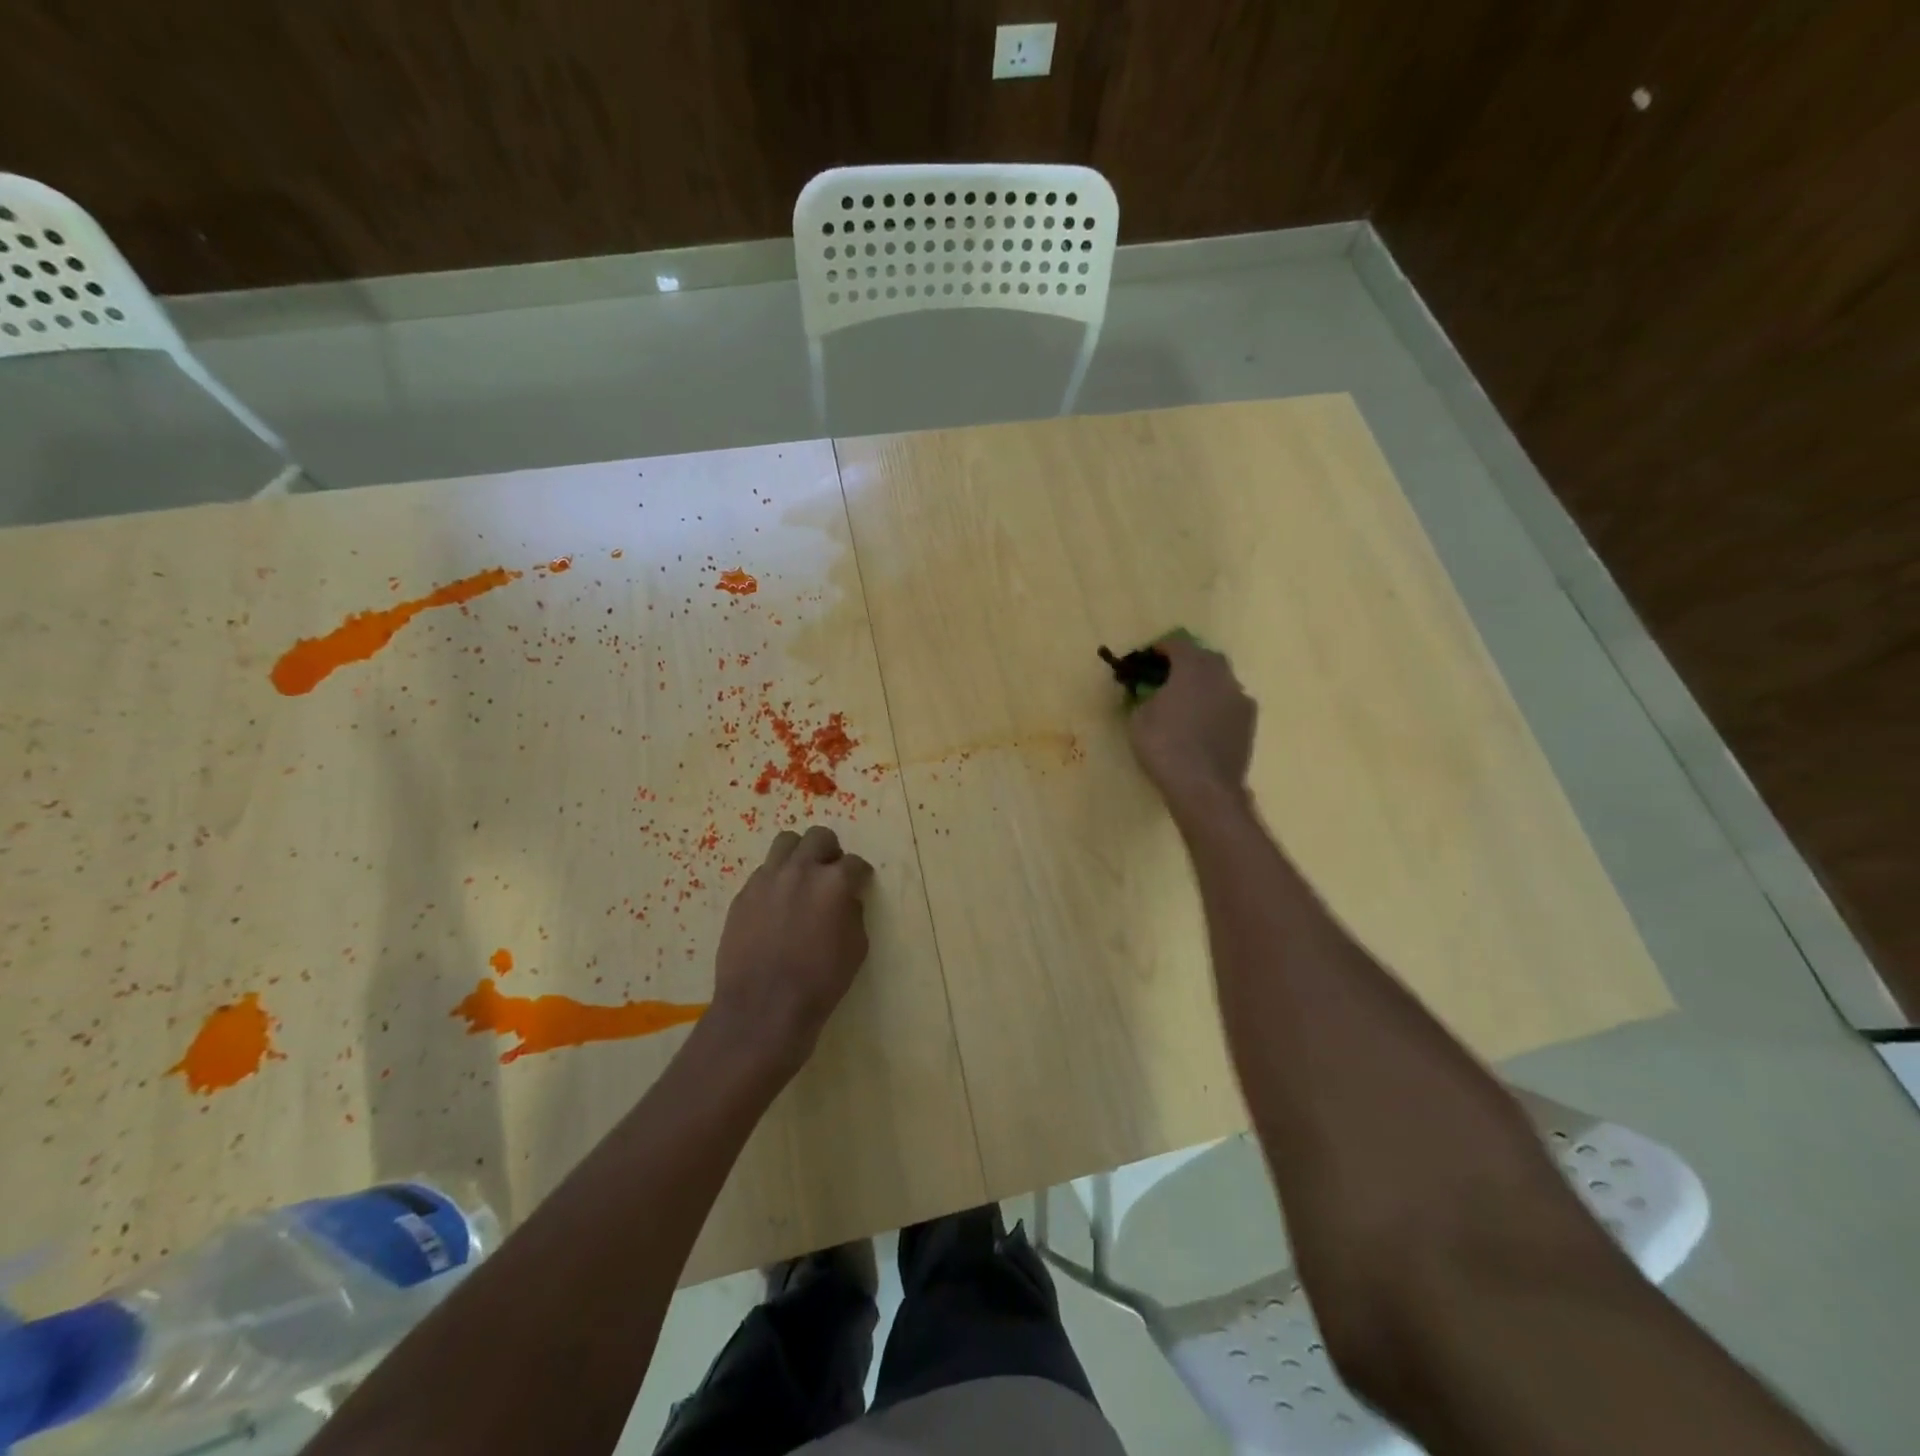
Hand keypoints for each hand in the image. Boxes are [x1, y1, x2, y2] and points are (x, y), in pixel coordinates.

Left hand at [708, 826, 873, 1078]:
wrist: (762, 1009)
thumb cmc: (820, 982)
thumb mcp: (856, 948)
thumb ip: (853, 913)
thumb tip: (846, 899)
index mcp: (834, 882)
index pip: (855, 863)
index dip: (860, 874)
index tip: (860, 883)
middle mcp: (800, 870)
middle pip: (818, 837)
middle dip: (830, 851)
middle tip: (831, 872)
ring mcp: (767, 879)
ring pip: (786, 843)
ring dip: (799, 855)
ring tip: (801, 878)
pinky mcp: (743, 894)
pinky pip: (763, 872)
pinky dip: (775, 880)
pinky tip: (777, 904)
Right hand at [1128, 636, 1256, 810]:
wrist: (1204, 787)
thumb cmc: (1165, 746)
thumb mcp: (1139, 718)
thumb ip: (1144, 697)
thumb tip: (1150, 693)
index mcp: (1193, 668)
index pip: (1178, 645)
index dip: (1160, 648)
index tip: (1147, 659)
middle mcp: (1222, 676)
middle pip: (1205, 659)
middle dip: (1187, 663)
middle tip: (1168, 678)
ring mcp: (1240, 699)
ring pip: (1220, 681)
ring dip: (1204, 685)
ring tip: (1186, 703)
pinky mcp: (1250, 723)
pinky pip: (1229, 703)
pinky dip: (1215, 705)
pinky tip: (1202, 724)